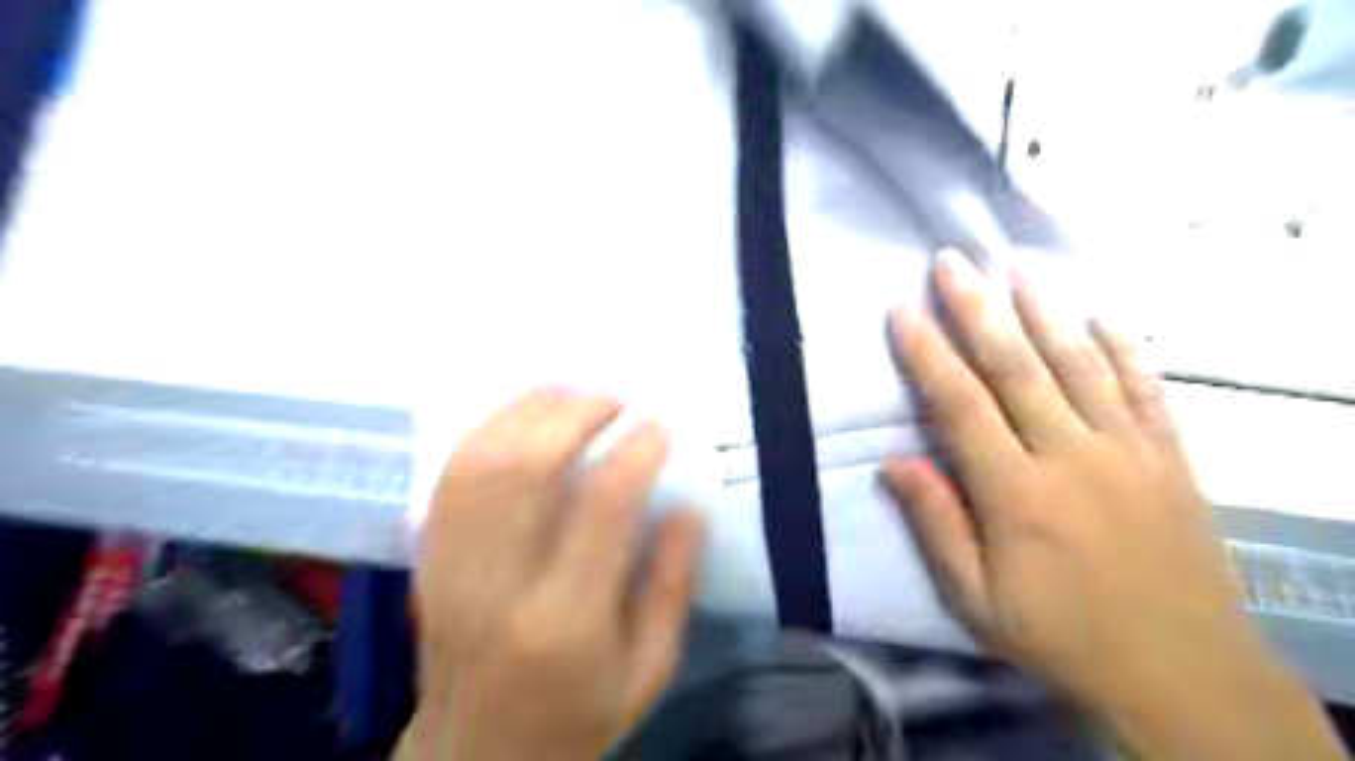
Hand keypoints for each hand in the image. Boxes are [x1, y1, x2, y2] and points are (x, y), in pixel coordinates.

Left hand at [405, 393, 704, 760]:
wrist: (476, 754)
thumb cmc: (577, 713)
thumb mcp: (650, 669)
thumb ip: (673, 585)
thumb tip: (688, 505)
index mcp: (564, 622)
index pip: (600, 509)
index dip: (634, 453)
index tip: (659, 423)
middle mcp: (497, 586)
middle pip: (524, 469)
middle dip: (575, 415)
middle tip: (616, 400)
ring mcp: (449, 567)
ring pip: (479, 460)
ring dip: (529, 412)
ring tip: (574, 395)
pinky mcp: (427, 557)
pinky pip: (449, 474)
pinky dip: (488, 429)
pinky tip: (525, 416)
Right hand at [884, 249, 1336, 760]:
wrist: (1184, 676)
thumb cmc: (1062, 637)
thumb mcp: (976, 599)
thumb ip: (935, 524)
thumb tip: (894, 462)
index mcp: (1016, 493)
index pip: (959, 404)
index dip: (926, 353)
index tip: (901, 310)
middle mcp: (1071, 456)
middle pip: (1016, 366)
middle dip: (977, 308)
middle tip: (952, 261)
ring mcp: (1128, 452)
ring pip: (1079, 364)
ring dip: (1045, 311)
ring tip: (1017, 267)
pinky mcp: (1171, 460)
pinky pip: (1145, 390)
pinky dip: (1124, 348)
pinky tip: (1103, 315)